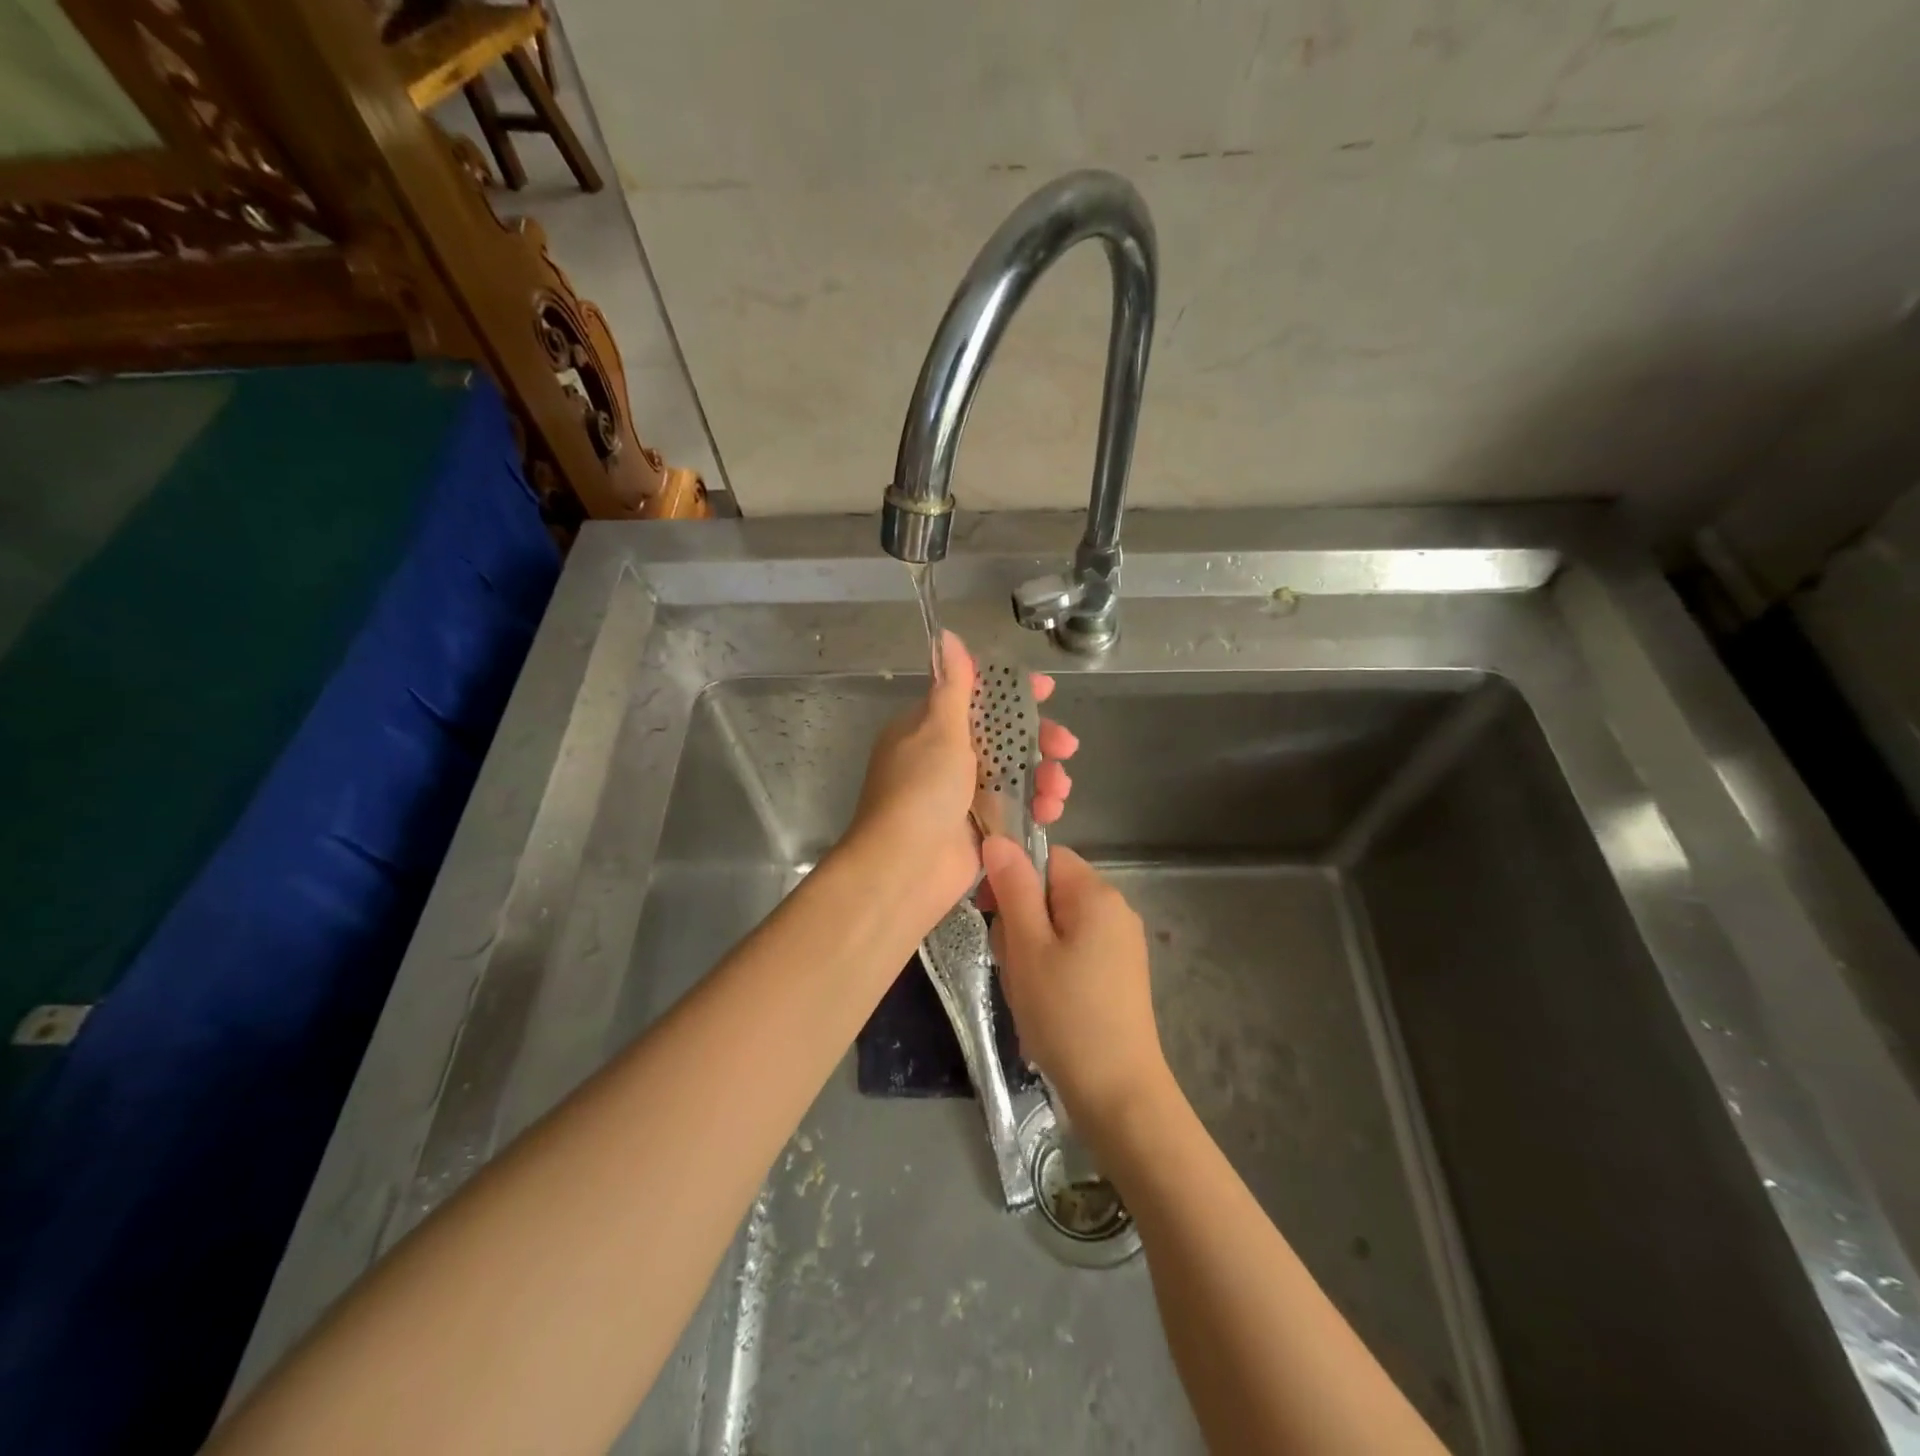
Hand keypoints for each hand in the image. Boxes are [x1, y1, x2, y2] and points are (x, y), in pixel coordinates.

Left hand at [846, 631, 1077, 930]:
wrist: (906, 867)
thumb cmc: (921, 790)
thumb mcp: (938, 729)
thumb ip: (953, 685)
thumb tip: (946, 635)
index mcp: (930, 728)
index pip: (976, 697)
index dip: (1013, 691)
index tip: (1046, 690)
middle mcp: (947, 757)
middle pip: (1005, 736)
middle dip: (1039, 738)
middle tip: (1065, 745)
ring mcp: (965, 794)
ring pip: (1017, 772)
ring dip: (1044, 775)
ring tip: (1059, 786)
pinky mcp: (982, 827)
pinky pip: (1018, 806)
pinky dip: (1037, 805)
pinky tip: (1052, 809)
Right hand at [982, 839, 1171, 1131]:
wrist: (1118, 1092)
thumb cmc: (1065, 1014)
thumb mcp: (1028, 947)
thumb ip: (1013, 888)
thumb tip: (998, 838)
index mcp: (1096, 894)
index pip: (1045, 858)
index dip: (1012, 879)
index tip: (991, 915)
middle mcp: (1116, 909)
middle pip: (1051, 891)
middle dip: (1021, 920)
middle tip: (1010, 962)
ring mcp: (1122, 943)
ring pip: (1058, 924)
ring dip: (1032, 948)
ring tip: (1026, 989)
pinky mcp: (1120, 973)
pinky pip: (1075, 950)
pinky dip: (1052, 967)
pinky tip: (1045, 1002)